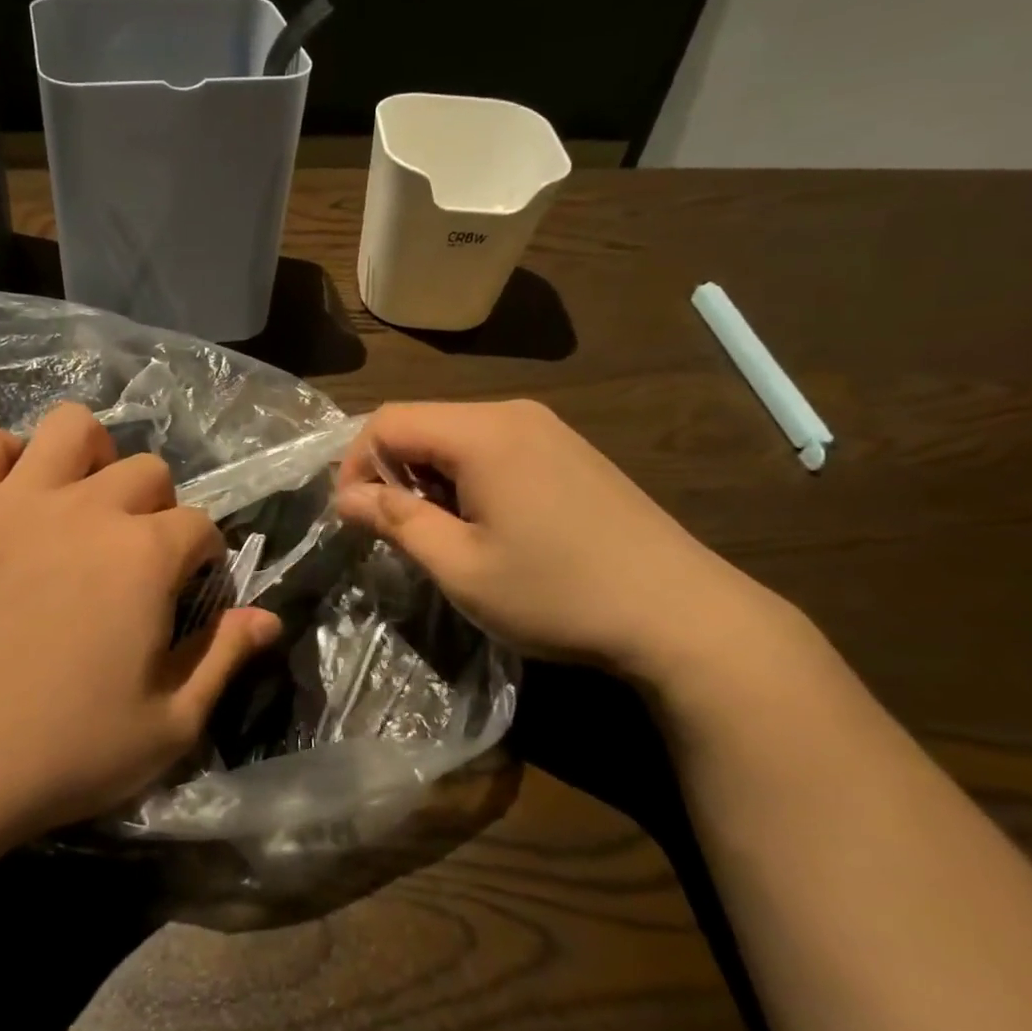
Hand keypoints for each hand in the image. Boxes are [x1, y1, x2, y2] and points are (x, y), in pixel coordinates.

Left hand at [0, 403, 279, 849]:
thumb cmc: (63, 752)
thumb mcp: (169, 725)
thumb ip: (224, 659)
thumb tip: (268, 617)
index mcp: (145, 555)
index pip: (200, 525)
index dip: (204, 561)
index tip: (187, 598)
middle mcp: (88, 509)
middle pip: (147, 470)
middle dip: (158, 510)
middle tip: (138, 564)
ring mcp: (19, 502)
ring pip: (70, 426)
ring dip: (90, 456)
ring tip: (84, 504)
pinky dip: (0, 456)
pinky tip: (12, 496)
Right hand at [335, 400, 785, 685]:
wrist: (684, 616)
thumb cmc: (558, 593)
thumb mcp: (460, 567)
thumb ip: (396, 522)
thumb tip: (347, 498)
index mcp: (482, 433)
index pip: (388, 421)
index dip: (355, 464)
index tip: (353, 518)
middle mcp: (513, 414)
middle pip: (422, 422)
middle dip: (391, 472)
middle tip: (393, 532)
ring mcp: (548, 429)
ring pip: (456, 435)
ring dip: (428, 477)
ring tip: (438, 534)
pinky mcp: (569, 451)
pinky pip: (493, 447)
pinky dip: (465, 477)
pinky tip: (486, 525)